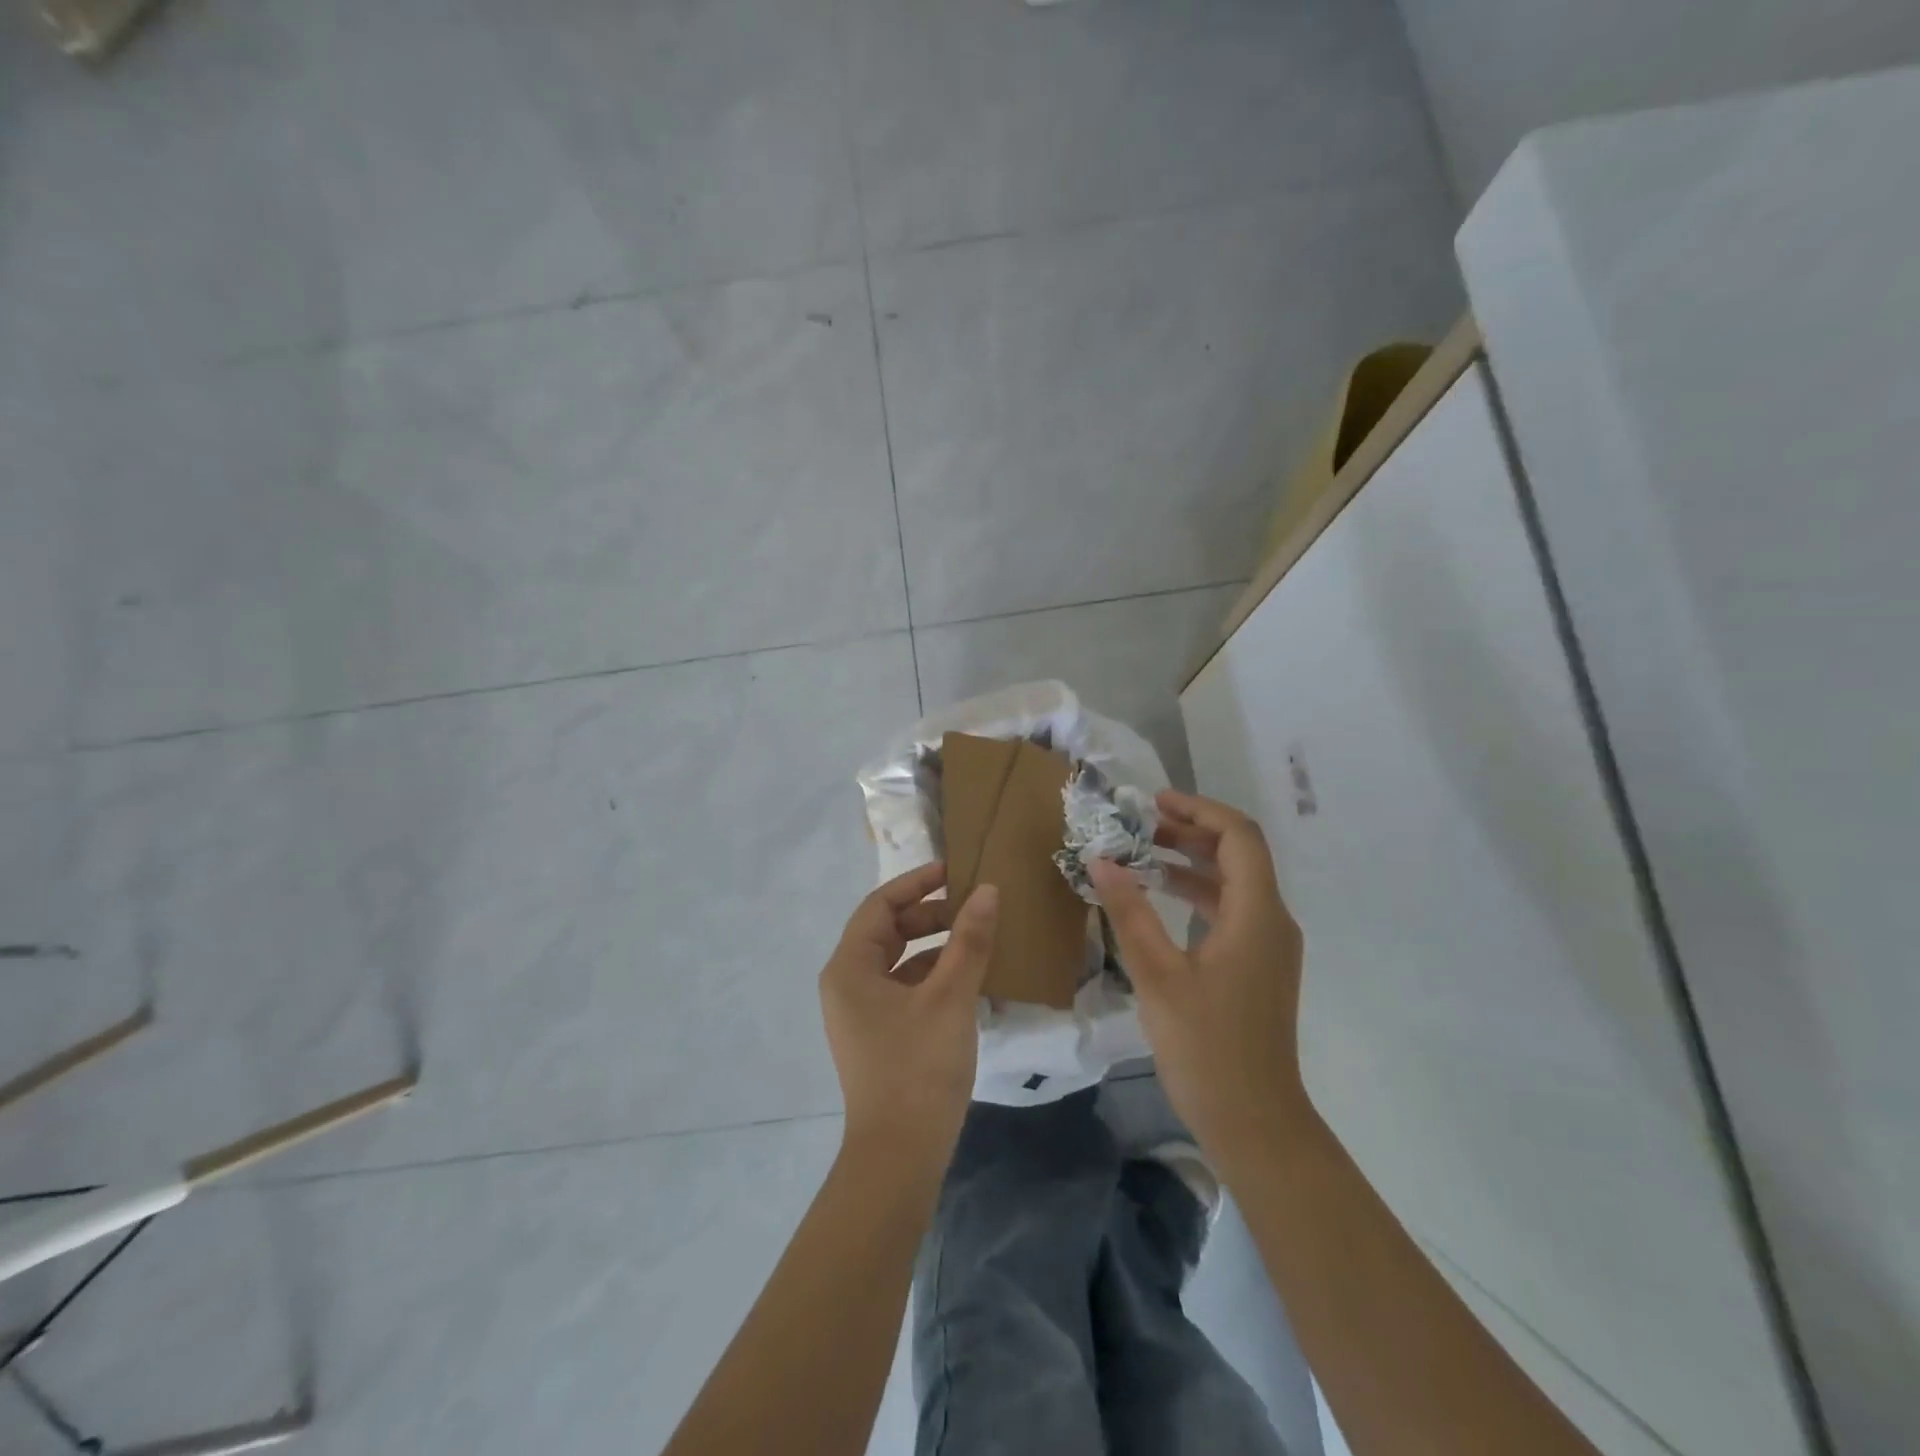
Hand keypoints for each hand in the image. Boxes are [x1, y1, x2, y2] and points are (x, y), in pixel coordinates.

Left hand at [820, 863, 999, 1164]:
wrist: (900, 1157)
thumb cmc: (919, 1067)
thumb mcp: (950, 996)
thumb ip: (969, 939)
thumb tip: (988, 890)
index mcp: (850, 967)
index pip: (879, 905)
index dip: (917, 883)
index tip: (955, 871)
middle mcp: (847, 984)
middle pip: (888, 930)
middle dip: (930, 914)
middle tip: (973, 905)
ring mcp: (861, 1013)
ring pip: (898, 960)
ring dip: (935, 944)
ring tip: (978, 936)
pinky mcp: (878, 1035)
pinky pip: (904, 988)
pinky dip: (933, 975)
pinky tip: (968, 977)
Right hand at [1089, 790, 1307, 1171]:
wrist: (1254, 1121)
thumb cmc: (1206, 1047)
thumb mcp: (1157, 975)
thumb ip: (1129, 912)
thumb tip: (1101, 860)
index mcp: (1256, 914)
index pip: (1239, 836)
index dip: (1199, 810)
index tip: (1153, 803)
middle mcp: (1272, 920)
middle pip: (1239, 853)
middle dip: (1192, 830)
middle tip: (1141, 823)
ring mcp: (1268, 944)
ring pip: (1235, 881)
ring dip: (1192, 860)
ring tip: (1144, 851)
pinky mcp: (1258, 965)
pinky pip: (1231, 909)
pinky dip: (1197, 891)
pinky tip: (1160, 895)